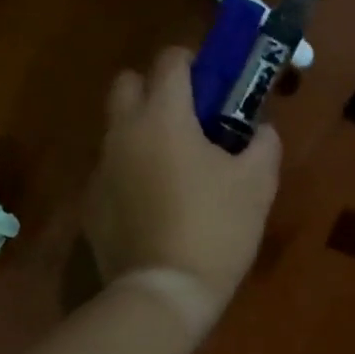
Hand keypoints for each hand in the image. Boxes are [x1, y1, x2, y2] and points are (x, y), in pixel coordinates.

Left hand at [85, 46, 281, 312]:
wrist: (165, 293)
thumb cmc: (217, 228)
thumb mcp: (258, 184)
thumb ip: (263, 143)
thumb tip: (260, 129)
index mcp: (164, 117)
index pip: (170, 61)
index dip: (193, 62)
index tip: (212, 82)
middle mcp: (123, 132)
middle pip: (127, 83)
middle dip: (155, 89)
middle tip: (188, 120)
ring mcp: (101, 169)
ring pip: (117, 130)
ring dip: (142, 134)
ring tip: (175, 170)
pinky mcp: (90, 204)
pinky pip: (111, 172)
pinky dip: (131, 175)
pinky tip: (155, 208)